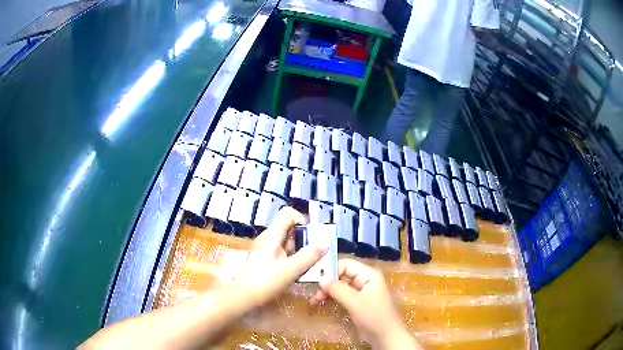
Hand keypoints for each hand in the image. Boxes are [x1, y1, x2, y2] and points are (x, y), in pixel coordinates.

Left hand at [231, 207, 326, 307]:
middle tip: (313, 255)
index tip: (311, 237)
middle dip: (304, 239)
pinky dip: (292, 259)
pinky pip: (283, 253)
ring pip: (287, 242)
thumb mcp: (290, 270)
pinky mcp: (265, 260)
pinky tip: (297, 272)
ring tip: (308, 265)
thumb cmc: (265, 281)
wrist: (243, 296)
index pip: (287, 214)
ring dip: (300, 251)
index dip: (301, 220)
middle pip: (289, 228)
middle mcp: (268, 238)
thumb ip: (308, 257)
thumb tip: (324, 245)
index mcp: (272, 235)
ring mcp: (266, 249)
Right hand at [311, 259, 421, 349]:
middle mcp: (365, 279)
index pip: (345, 264)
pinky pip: (343, 294)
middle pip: (342, 274)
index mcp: (368, 274)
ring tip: (315, 301)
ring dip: (328, 291)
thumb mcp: (354, 302)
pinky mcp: (358, 301)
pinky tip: (323, 303)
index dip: (330, 270)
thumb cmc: (374, 316)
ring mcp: (362, 291)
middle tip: (314, 295)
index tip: (315, 281)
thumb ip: (337, 289)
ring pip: (341, 285)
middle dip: (327, 283)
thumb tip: (320, 279)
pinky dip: (333, 298)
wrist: (386, 336)